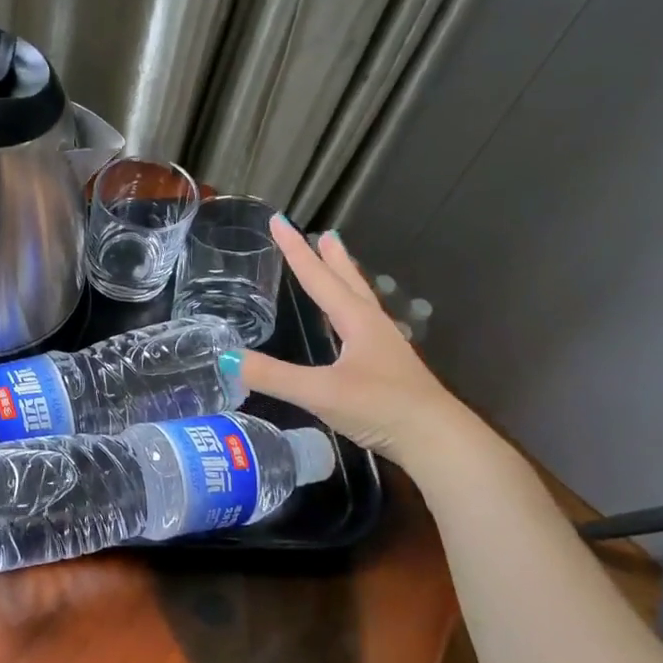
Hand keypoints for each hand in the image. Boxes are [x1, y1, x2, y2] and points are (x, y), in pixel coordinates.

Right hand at [233, 218, 474, 467]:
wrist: (437, 441)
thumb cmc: (380, 407)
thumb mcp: (319, 392)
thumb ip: (273, 376)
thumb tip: (226, 357)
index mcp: (356, 321)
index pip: (318, 278)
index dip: (295, 250)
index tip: (279, 221)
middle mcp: (372, 326)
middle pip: (347, 282)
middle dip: (331, 258)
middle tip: (323, 233)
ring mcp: (384, 347)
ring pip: (359, 302)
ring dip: (345, 280)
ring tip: (338, 264)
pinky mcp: (389, 369)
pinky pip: (363, 325)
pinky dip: (350, 310)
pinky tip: (349, 325)